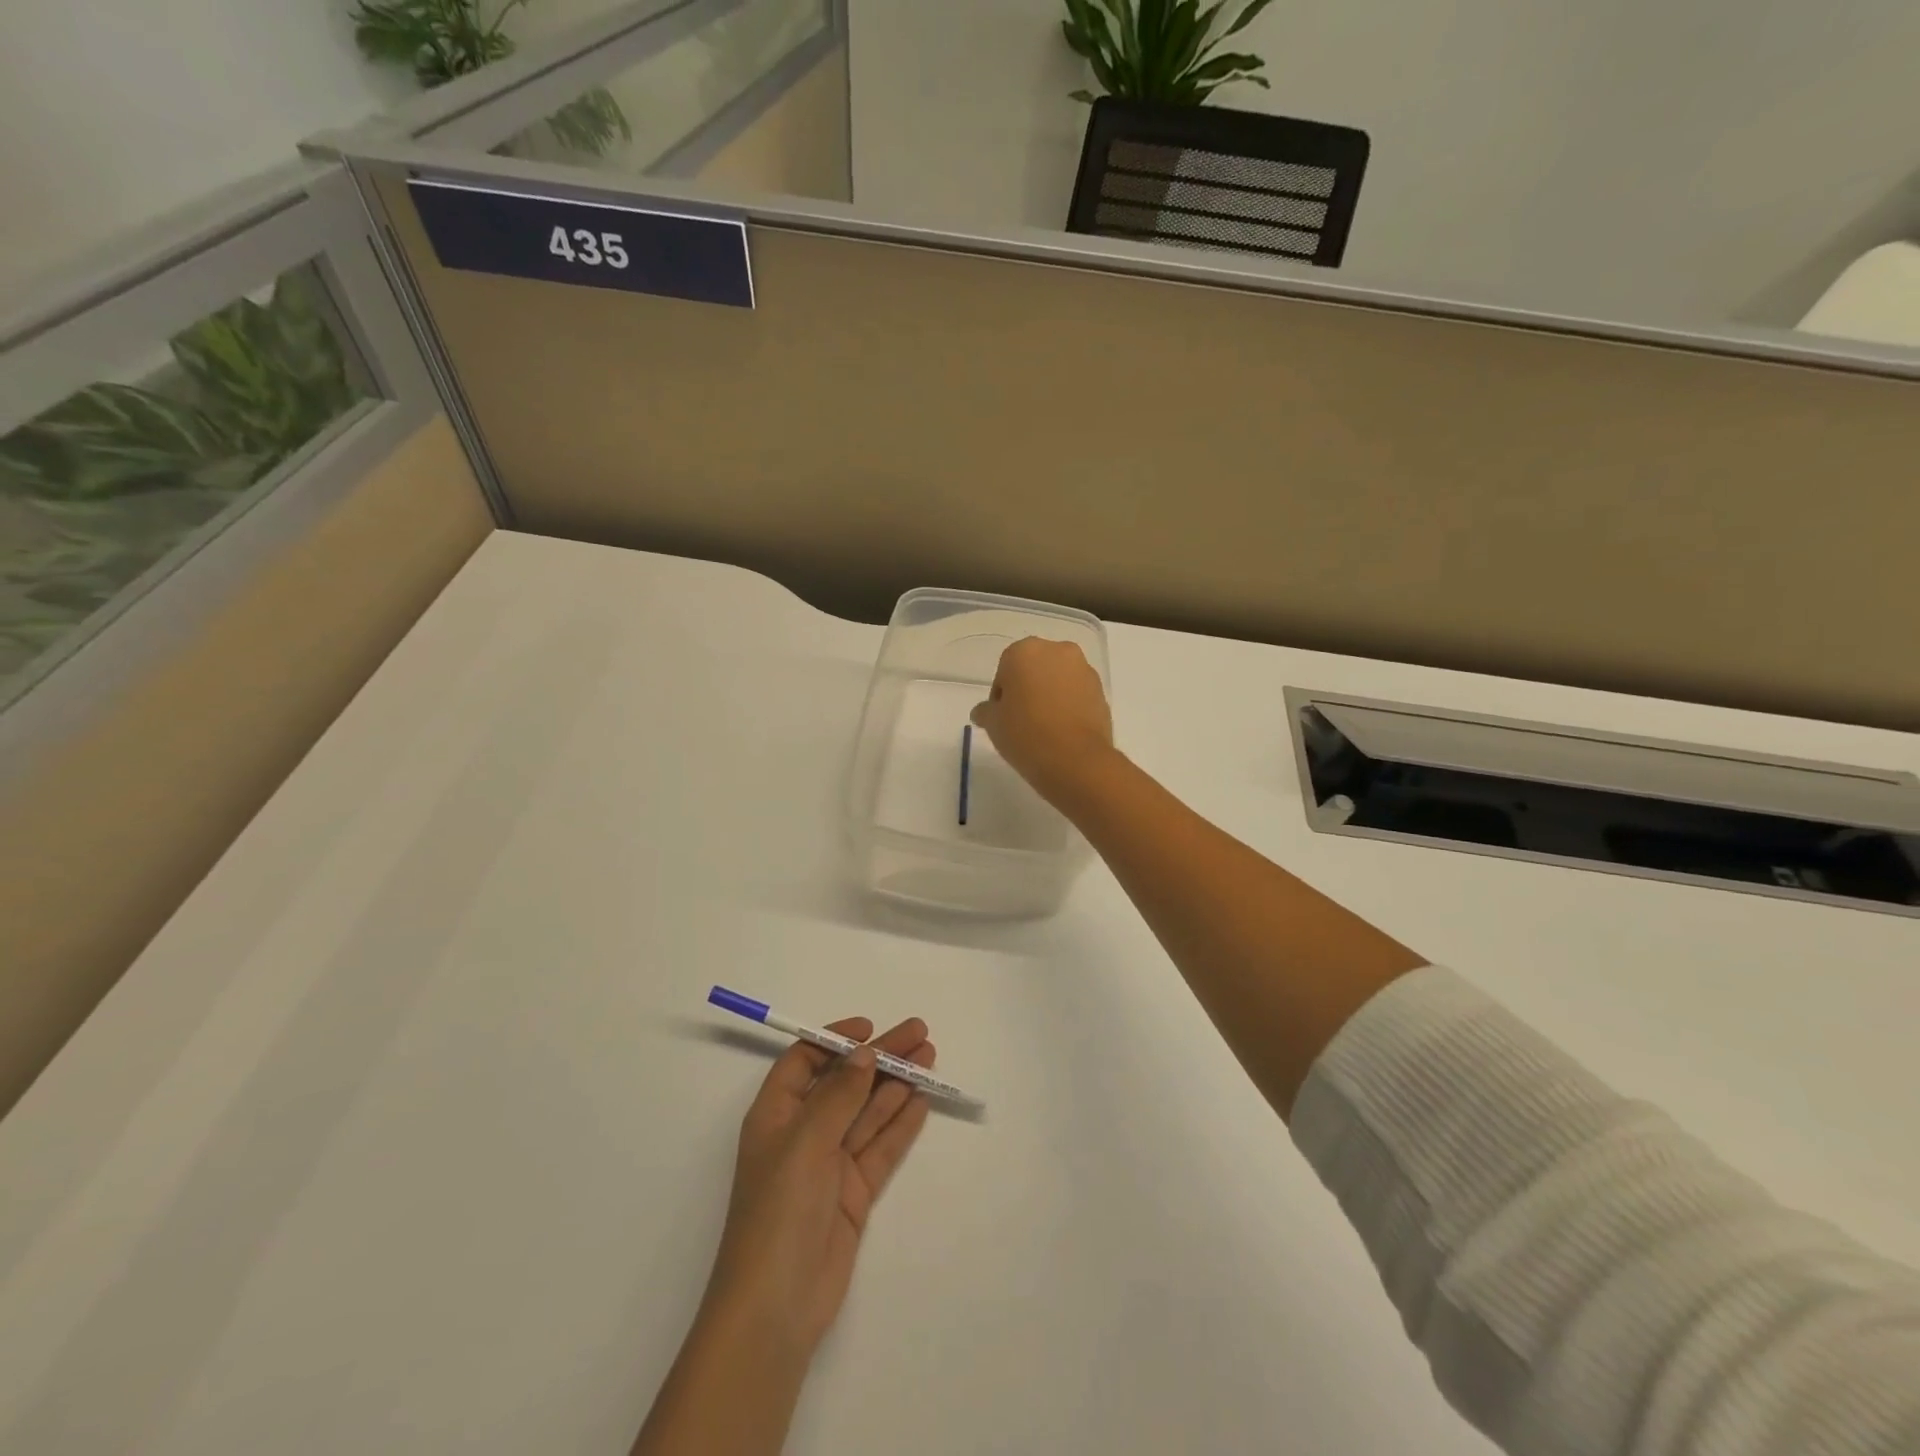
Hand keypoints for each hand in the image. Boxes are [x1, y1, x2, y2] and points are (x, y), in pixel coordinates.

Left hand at [703, 1017, 934, 1358]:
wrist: (776, 1306)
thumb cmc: (778, 1210)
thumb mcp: (805, 1142)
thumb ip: (839, 1096)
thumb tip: (865, 1054)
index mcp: (776, 1114)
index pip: (805, 1061)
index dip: (836, 1040)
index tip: (870, 1028)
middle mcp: (803, 1132)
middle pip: (846, 1082)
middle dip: (880, 1057)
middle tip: (920, 1034)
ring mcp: (830, 1163)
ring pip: (868, 1111)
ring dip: (896, 1083)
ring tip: (929, 1057)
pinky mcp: (853, 1192)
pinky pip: (880, 1146)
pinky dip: (900, 1123)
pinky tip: (921, 1100)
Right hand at [970, 637, 1115, 806]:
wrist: (1076, 760)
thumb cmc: (1025, 734)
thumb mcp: (993, 724)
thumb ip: (986, 711)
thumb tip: (983, 711)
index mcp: (1025, 651)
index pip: (1005, 669)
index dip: (1002, 694)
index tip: (1002, 717)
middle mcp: (1058, 650)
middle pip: (1035, 668)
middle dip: (1028, 688)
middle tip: (1021, 719)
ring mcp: (1084, 670)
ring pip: (1059, 679)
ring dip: (1050, 695)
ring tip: (1044, 728)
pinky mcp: (1102, 691)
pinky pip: (1077, 694)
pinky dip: (1069, 706)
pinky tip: (1062, 731)